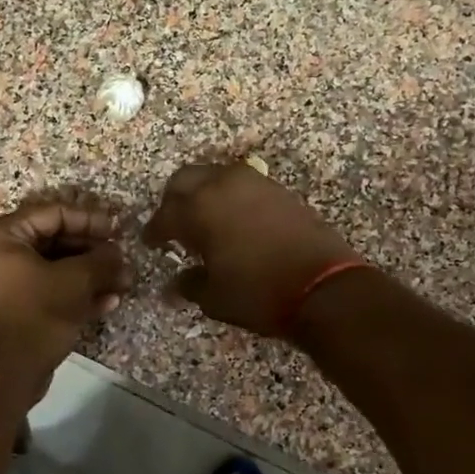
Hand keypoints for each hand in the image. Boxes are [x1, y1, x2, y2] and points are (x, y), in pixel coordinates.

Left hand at [0, 200, 131, 391]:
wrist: (5, 374)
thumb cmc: (35, 315)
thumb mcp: (74, 282)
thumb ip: (101, 260)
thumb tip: (119, 253)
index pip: (52, 214)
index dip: (90, 220)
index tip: (119, 229)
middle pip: (53, 241)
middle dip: (93, 253)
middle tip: (123, 259)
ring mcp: (1, 283)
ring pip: (53, 269)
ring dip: (90, 275)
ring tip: (123, 282)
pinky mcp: (12, 308)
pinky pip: (45, 290)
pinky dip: (74, 294)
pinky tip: (108, 302)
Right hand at [142, 163, 361, 336]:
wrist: (324, 287)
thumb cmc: (259, 293)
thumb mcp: (214, 297)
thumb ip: (190, 284)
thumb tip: (175, 283)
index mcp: (199, 209)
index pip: (164, 216)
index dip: (154, 232)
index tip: (150, 244)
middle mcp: (222, 185)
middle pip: (184, 180)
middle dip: (173, 201)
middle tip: (173, 225)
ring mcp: (254, 183)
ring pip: (214, 176)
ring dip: (202, 194)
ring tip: (203, 222)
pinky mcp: (278, 190)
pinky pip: (241, 185)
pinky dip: (229, 198)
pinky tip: (232, 222)